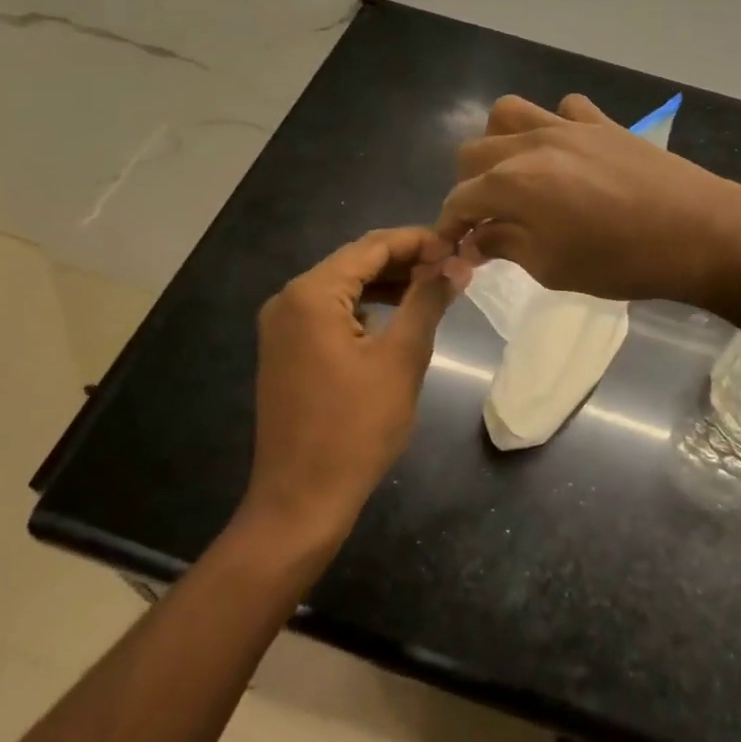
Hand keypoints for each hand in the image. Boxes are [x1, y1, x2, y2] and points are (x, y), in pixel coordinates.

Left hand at [244, 228, 456, 547]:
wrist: (301, 500)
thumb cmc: (356, 428)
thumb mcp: (401, 359)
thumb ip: (428, 301)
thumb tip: (457, 264)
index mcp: (311, 294)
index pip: (371, 247)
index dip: (417, 241)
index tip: (458, 245)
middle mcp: (288, 300)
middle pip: (354, 263)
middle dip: (404, 260)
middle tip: (451, 265)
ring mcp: (282, 327)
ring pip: (343, 287)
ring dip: (387, 283)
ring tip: (433, 286)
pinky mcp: (286, 350)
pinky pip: (330, 313)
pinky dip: (365, 308)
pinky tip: (397, 315)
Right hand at [436, 94, 740, 307]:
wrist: (700, 233)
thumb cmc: (622, 262)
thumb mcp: (553, 268)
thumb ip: (506, 246)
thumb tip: (477, 240)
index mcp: (513, 183)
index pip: (460, 199)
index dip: (450, 225)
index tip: (455, 247)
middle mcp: (531, 144)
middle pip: (473, 152)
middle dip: (469, 186)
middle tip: (488, 218)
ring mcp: (568, 127)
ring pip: (508, 113)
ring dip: (499, 143)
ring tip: (516, 174)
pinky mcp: (603, 122)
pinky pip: (565, 108)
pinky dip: (556, 125)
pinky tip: (568, 153)